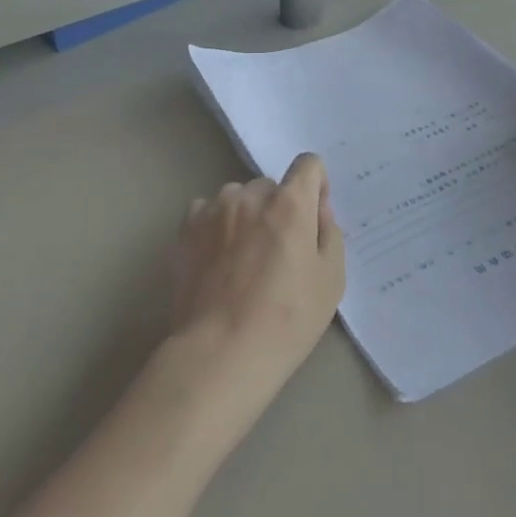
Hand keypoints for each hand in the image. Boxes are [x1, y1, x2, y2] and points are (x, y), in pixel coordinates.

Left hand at [165, 153, 345, 430]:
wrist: (221, 352)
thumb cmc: (287, 319)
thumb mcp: (331, 280)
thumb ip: (329, 233)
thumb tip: (317, 210)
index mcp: (290, 204)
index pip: (308, 164)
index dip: (316, 186)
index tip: (313, 217)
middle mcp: (250, 196)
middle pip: (271, 186)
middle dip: (279, 208)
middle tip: (279, 251)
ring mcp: (213, 211)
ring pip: (237, 198)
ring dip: (246, 216)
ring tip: (244, 258)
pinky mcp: (185, 230)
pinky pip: (207, 214)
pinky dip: (216, 227)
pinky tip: (218, 261)